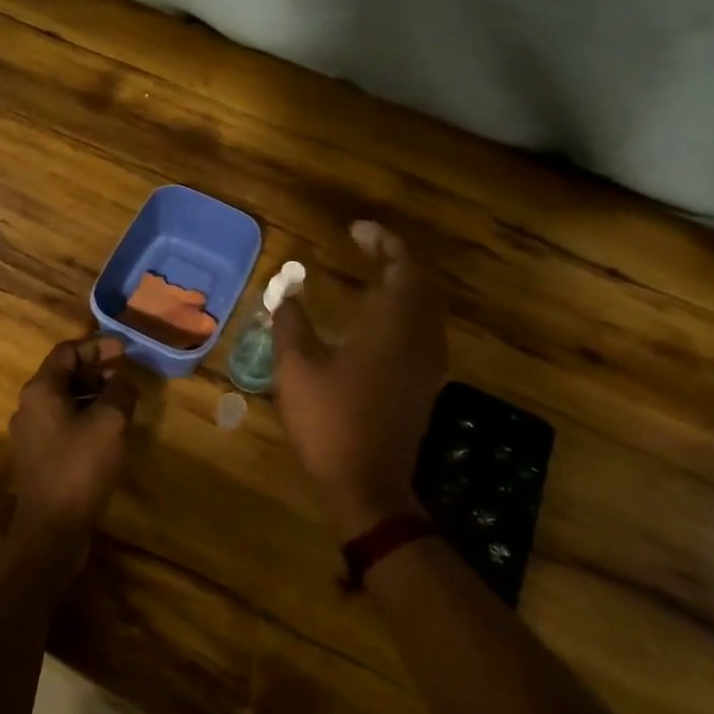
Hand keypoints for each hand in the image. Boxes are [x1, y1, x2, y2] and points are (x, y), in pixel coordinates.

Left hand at [6, 335, 140, 555]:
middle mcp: (29, 405)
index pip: (67, 351)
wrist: (51, 528)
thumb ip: (120, 391)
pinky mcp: (39, 455)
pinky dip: (86, 414)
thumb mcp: (109, 422)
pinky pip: (64, 422)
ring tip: (123, 399)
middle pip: (64, 374)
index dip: (97, 345)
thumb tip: (125, 377)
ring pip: (65, 399)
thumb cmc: (79, 466)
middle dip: (97, 369)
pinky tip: (110, 428)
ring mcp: (32, 432)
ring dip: (94, 393)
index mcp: (40, 390)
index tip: (124, 349)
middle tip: (127, 374)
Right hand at [273, 222, 445, 539]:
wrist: (366, 484)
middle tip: (364, 244)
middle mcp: (420, 338)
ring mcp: (428, 362)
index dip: (382, 241)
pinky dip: (406, 307)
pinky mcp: (425, 382)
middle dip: (395, 257)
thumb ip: (290, 322)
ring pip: (426, 306)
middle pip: (420, 283)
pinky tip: (379, 316)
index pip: (401, 267)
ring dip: (404, 282)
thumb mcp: (295, 368)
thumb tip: (286, 291)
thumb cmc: (329, 421)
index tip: (355, 230)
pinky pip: (424, 328)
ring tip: (373, 271)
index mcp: (392, 327)